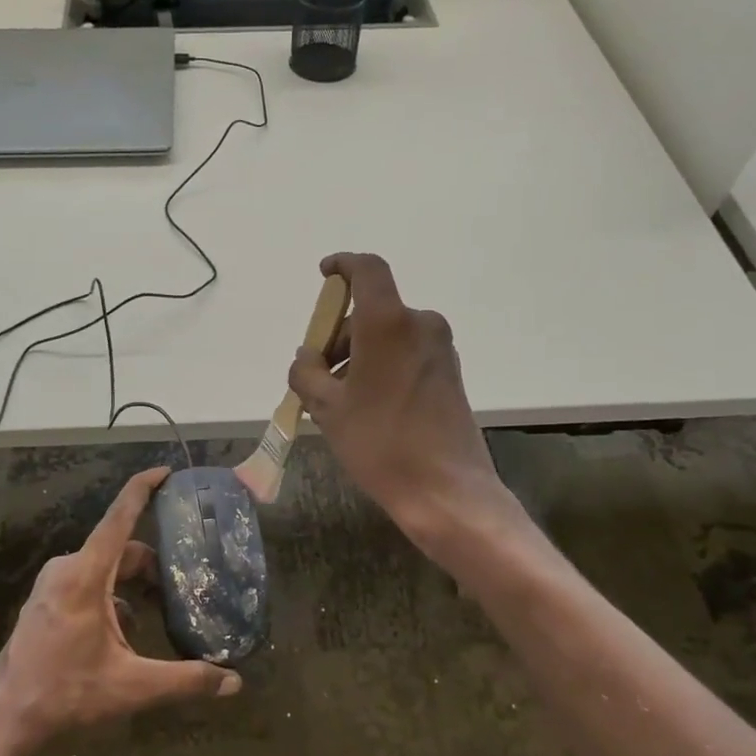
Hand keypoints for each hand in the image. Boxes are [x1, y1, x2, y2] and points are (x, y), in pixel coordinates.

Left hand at [0, 467, 241, 755]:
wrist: (4, 719)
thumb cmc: (66, 694)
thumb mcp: (132, 687)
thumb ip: (185, 680)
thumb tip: (234, 682)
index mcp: (85, 575)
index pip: (119, 517)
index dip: (143, 488)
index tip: (166, 471)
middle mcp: (67, 569)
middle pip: (119, 549)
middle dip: (152, 563)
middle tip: (183, 583)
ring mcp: (52, 584)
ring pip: (104, 567)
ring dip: (133, 583)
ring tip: (161, 610)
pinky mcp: (46, 599)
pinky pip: (88, 582)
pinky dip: (113, 595)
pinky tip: (127, 631)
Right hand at [288, 253, 509, 550]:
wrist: (447, 491)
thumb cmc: (380, 443)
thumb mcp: (327, 409)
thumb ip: (306, 373)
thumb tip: (306, 358)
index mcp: (388, 323)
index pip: (367, 270)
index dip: (343, 264)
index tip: (324, 274)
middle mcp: (420, 325)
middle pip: (371, 312)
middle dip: (339, 335)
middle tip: (316, 374)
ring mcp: (440, 350)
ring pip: (388, 336)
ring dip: (359, 355)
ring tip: (337, 400)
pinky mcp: (449, 373)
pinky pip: (406, 354)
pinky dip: (381, 366)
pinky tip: (366, 406)